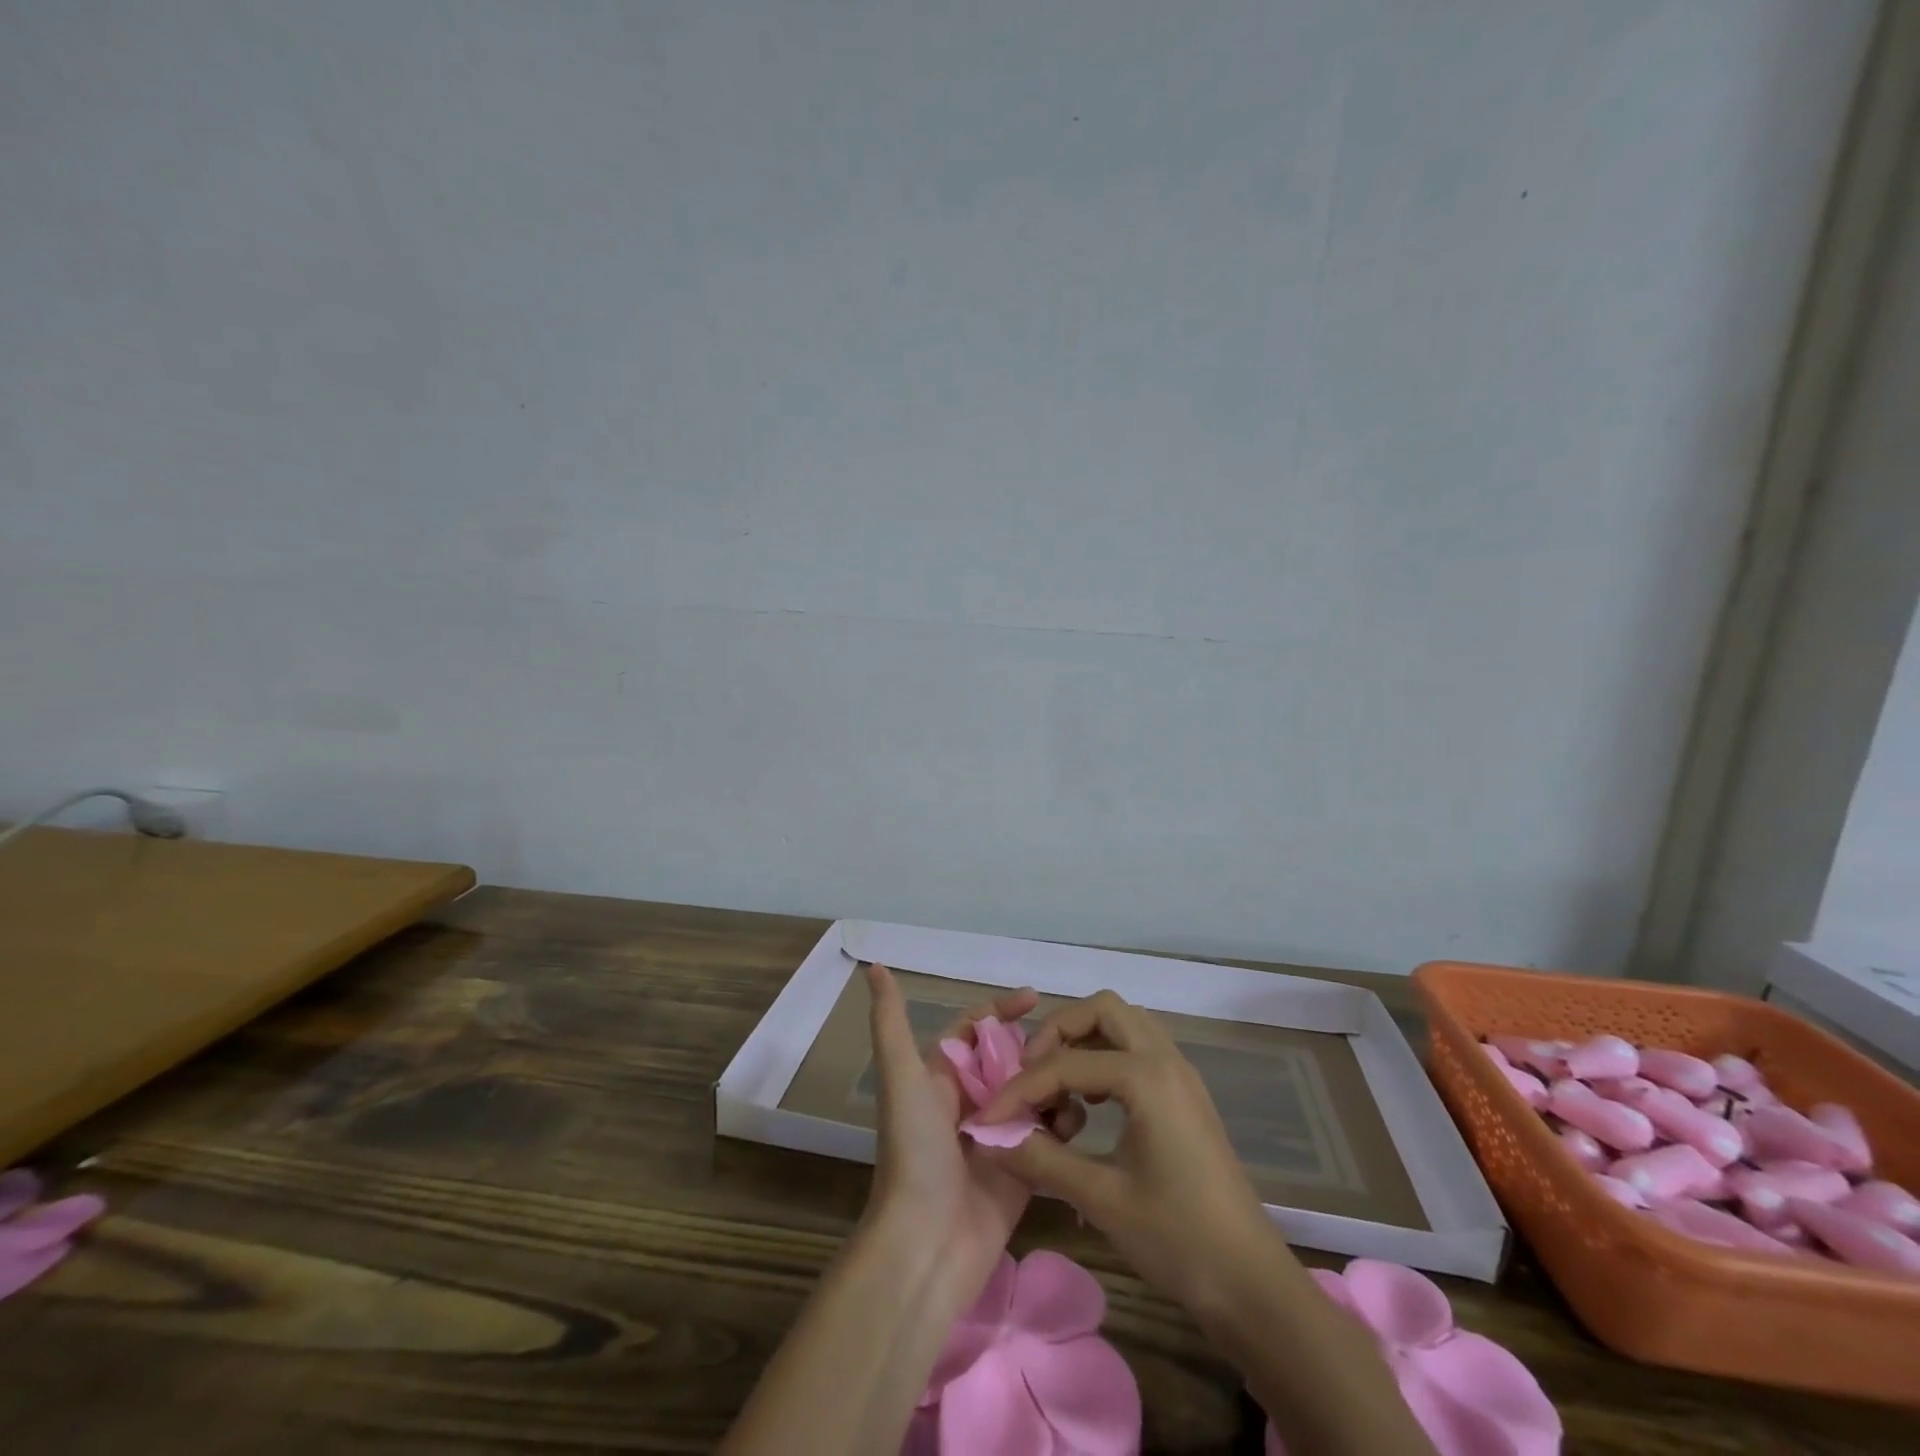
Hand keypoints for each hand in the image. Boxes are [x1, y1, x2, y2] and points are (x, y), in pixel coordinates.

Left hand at [861, 962, 1082, 1311]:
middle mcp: (970, 1101)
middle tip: (1069, 1044)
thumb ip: (890, 1022)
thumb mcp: (901, 1078)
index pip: (976, 1029)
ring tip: (1077, 1081)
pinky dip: (1063, 1124)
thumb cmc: (914, 1152)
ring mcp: (999, 1136)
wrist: (926, 1244)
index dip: (1001, 1010)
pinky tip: (1076, 1120)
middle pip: (1012, 1059)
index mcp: (942, 1076)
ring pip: (1035, 1093)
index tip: (1035, 998)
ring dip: (1053, 1084)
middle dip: (1037, 1048)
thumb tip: (874, 967)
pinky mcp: (1024, 1169)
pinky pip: (1050, 1136)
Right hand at [977, 989, 1279, 1312]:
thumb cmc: (1177, 1238)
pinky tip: (1091, 1105)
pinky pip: (1138, 1049)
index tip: (989, 1116)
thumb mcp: (1100, 1198)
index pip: (1065, 1063)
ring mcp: (1180, 1073)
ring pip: (1123, 1024)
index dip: (1020, 1089)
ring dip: (1085, 1041)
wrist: (1250, 1282)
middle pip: (1102, 1009)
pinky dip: (1107, 1058)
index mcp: (1146, 1076)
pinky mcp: (1185, 1093)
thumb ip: (1040, 1159)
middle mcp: (1165, 1058)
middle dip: (1059, 1032)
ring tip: (1059, 1087)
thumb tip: (988, 1138)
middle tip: (1032, 1073)